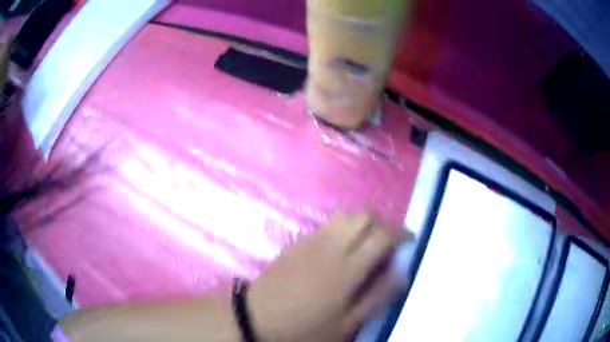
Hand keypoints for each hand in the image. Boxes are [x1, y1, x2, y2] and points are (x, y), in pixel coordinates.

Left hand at [249, 212, 412, 341]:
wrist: (256, 318)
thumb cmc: (304, 327)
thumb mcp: (346, 323)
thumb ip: (377, 297)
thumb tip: (402, 274)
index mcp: (347, 267)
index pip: (382, 235)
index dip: (401, 234)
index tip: (410, 240)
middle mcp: (331, 246)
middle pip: (363, 217)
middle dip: (382, 224)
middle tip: (387, 244)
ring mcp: (311, 241)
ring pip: (344, 216)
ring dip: (360, 223)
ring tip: (365, 244)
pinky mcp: (296, 242)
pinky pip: (325, 224)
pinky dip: (341, 228)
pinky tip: (339, 248)